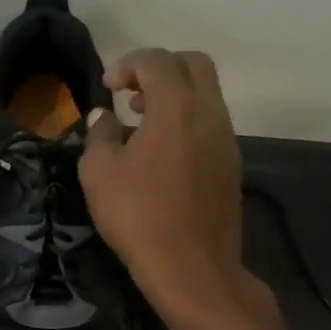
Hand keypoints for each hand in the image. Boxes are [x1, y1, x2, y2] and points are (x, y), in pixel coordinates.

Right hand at [79, 49, 263, 322]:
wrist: (192, 268)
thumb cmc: (138, 215)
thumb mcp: (99, 172)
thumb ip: (100, 134)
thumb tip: (104, 117)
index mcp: (177, 108)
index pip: (157, 61)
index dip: (128, 64)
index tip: (106, 86)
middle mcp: (209, 114)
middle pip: (194, 65)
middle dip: (160, 68)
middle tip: (130, 93)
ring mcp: (226, 140)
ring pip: (206, 94)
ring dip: (174, 96)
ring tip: (140, 123)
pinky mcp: (231, 165)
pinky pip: (209, 123)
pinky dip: (186, 120)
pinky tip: (159, 152)